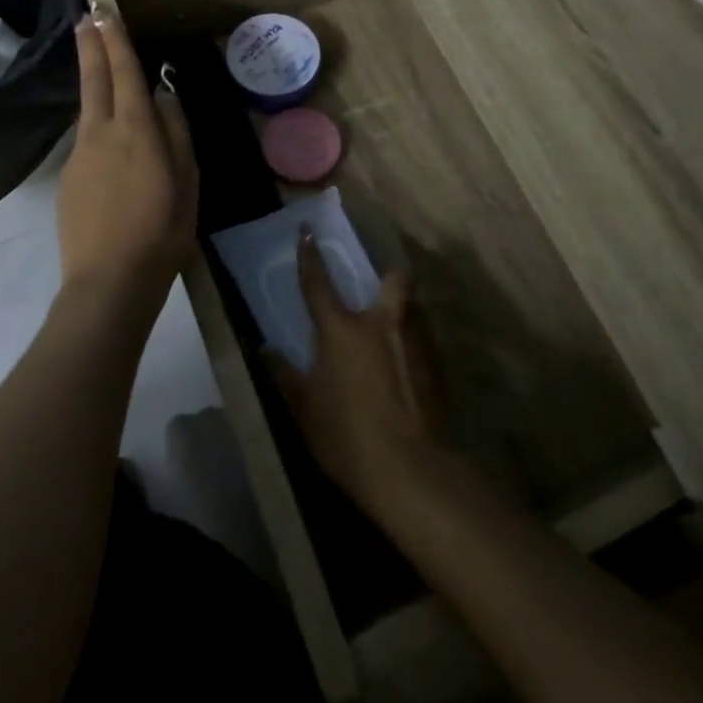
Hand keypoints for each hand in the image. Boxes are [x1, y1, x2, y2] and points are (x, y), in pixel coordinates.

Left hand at [56, 10, 198, 319]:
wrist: (108, 282)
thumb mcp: (187, 180)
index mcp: (136, 130)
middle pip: (94, 80)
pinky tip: (114, 152)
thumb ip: (176, 132)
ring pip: (89, 111)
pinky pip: (88, 143)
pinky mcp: (68, 180)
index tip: (105, 12)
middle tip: (85, 16)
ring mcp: (79, 156)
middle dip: (90, 45)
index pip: (125, 73)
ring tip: (103, 70)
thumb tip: (165, 96)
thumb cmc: (162, 230)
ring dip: (95, 84)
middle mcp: (101, 133)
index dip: (115, 40)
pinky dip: (99, 131)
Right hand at [269, 227, 444, 515]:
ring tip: (393, 338)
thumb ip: (284, 375)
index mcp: (343, 330)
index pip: (319, 283)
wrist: (410, 470)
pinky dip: (414, 346)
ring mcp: (416, 342)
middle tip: (378, 295)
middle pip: (395, 279)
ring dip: (403, 314)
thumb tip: (264, 350)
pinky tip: (407, 373)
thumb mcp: (304, 410)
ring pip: (414, 309)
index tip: (307, 231)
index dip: (310, 255)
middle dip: (390, 278)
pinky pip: (425, 340)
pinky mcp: (438, 366)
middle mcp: (384, 323)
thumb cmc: (346, 436)